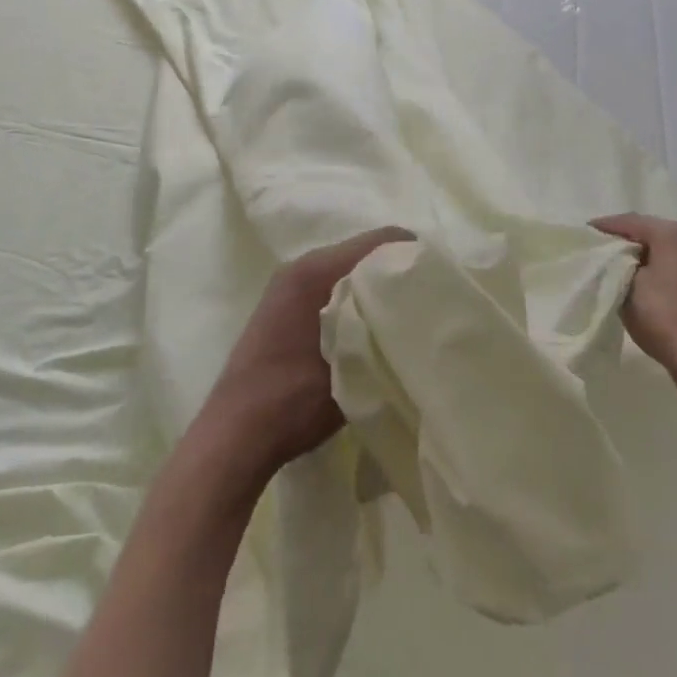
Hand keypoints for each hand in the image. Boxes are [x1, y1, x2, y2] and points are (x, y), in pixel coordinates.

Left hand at [197, 227, 413, 481]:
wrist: (234, 436)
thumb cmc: (292, 401)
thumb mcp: (351, 368)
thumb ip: (385, 333)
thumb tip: (421, 320)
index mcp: (316, 270)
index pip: (380, 240)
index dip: (414, 255)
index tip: (442, 280)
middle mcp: (301, 266)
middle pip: (364, 251)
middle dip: (397, 270)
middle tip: (430, 298)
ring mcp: (289, 285)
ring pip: (348, 270)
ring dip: (375, 286)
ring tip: (407, 315)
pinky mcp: (285, 306)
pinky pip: (332, 286)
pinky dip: (355, 298)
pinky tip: (372, 329)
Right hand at [593, 214, 676, 389]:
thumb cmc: (665, 319)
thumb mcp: (627, 288)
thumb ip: (616, 265)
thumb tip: (615, 259)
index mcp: (673, 234)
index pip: (630, 222)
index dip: (605, 227)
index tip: (585, 233)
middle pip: (651, 232)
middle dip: (626, 239)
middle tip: (600, 247)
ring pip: (667, 249)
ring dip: (645, 254)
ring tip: (621, 264)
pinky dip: (661, 267)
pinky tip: (648, 281)